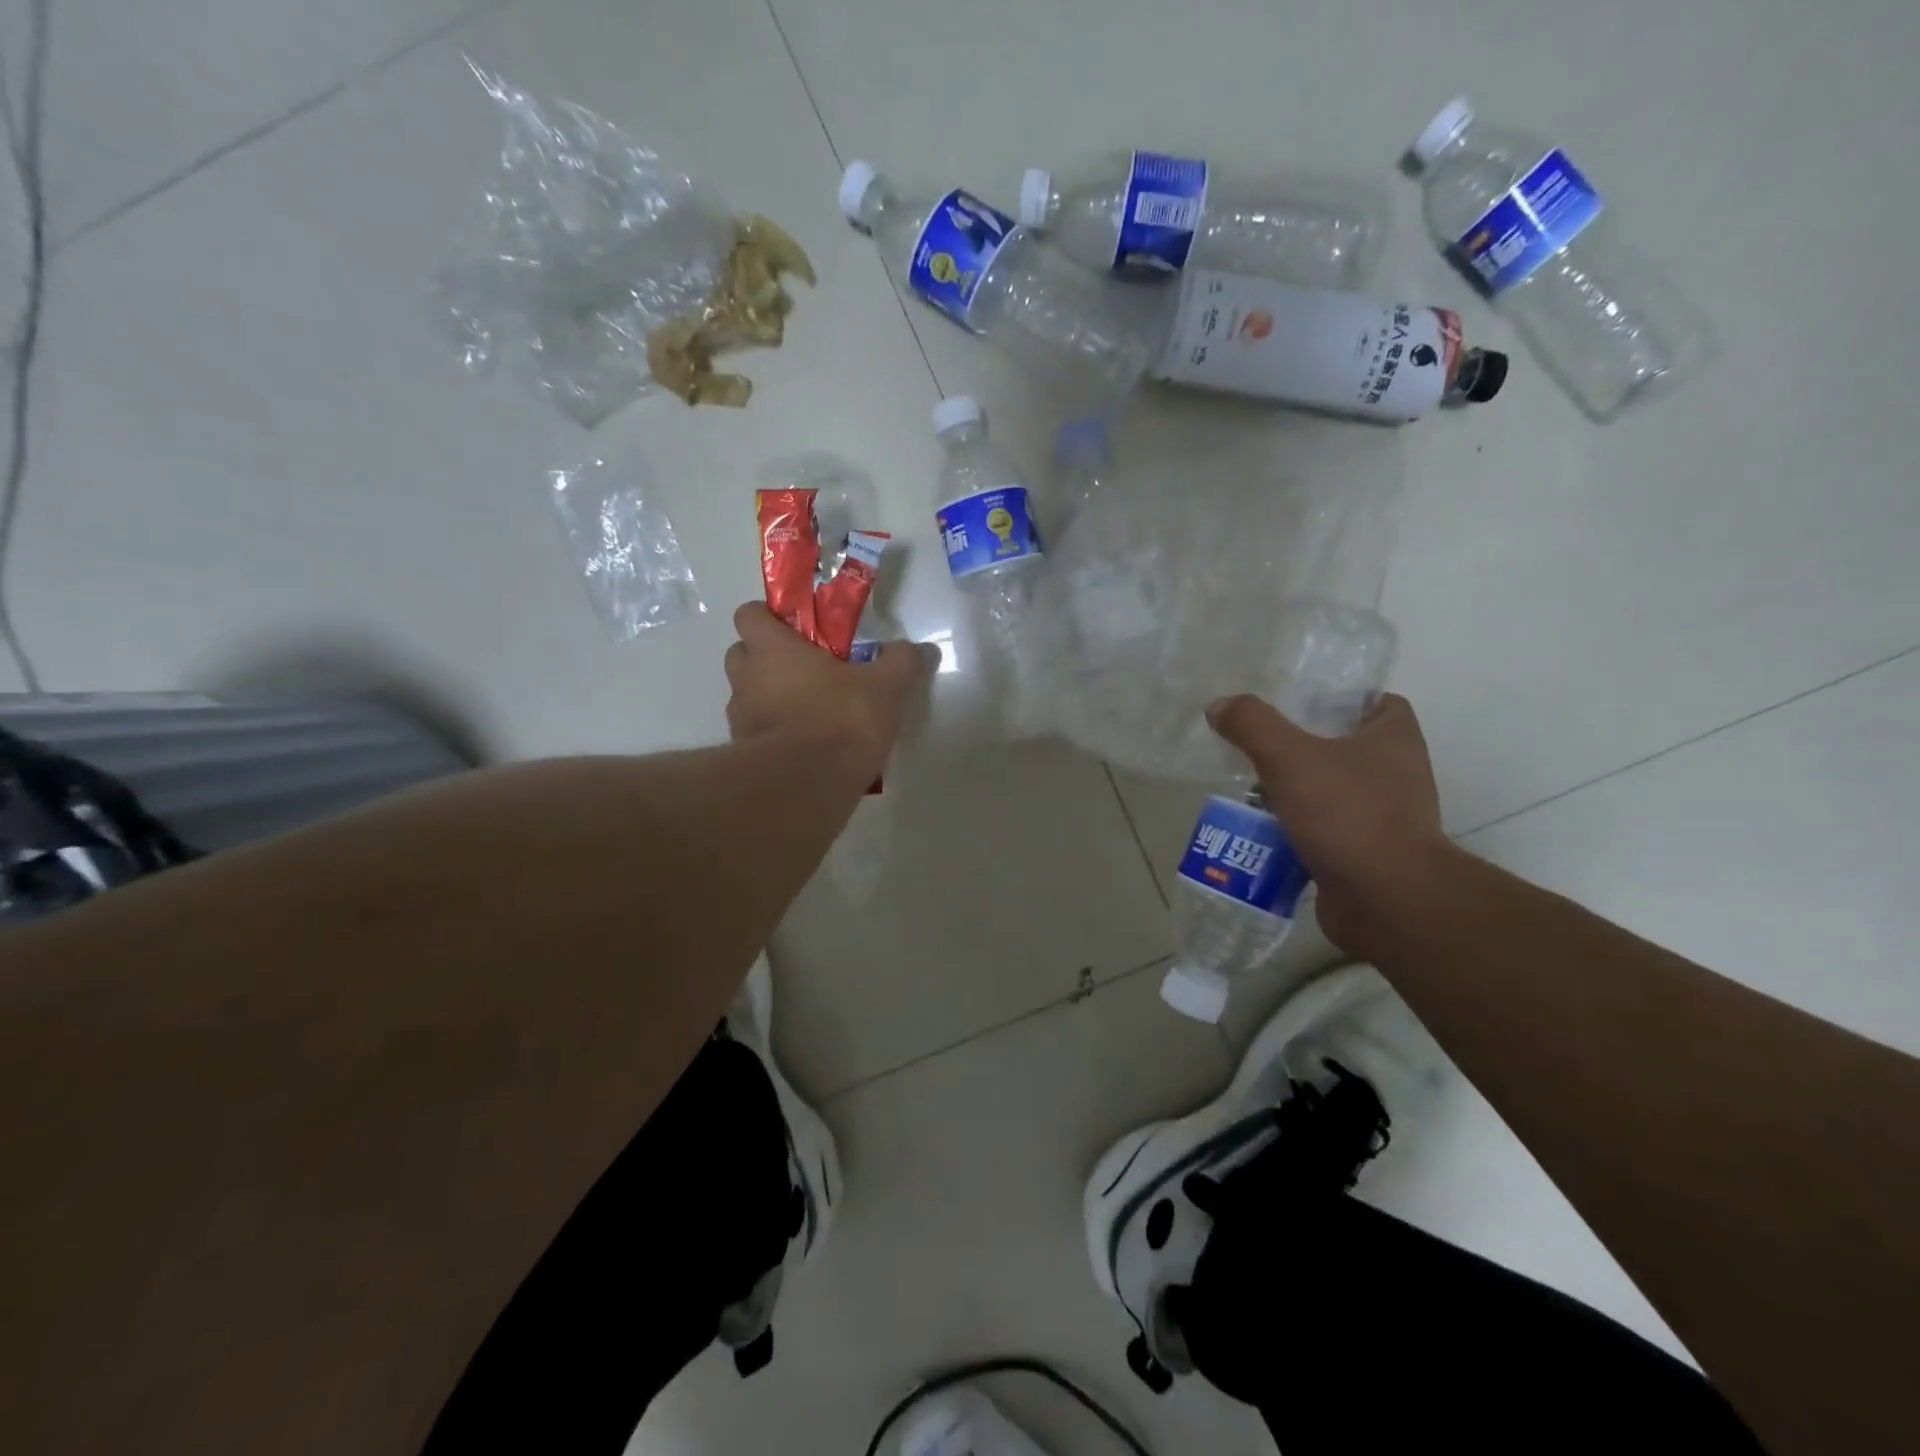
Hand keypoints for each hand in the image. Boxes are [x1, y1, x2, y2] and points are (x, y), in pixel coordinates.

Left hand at [724, 604, 935, 776]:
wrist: (807, 785)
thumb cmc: (841, 719)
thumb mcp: (885, 687)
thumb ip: (901, 663)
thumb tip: (922, 649)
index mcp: (772, 649)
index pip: (748, 614)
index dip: (768, 617)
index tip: (796, 629)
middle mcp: (746, 678)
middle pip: (741, 654)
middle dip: (765, 658)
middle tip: (803, 669)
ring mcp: (740, 718)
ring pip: (746, 696)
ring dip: (768, 698)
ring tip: (808, 712)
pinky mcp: (744, 754)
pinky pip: (756, 733)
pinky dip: (774, 733)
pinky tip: (805, 745)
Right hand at [1206, 692, 1449, 958]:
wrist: (1385, 899)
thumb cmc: (1347, 813)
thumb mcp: (1289, 756)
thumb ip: (1252, 724)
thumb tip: (1219, 705)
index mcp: (1395, 739)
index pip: (1378, 702)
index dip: (1341, 698)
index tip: (1299, 705)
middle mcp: (1398, 774)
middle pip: (1346, 748)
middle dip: (1304, 748)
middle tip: (1260, 747)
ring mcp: (1385, 818)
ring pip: (1331, 793)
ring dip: (1295, 793)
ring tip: (1249, 791)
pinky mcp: (1367, 855)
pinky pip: (1325, 833)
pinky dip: (1296, 832)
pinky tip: (1259, 833)